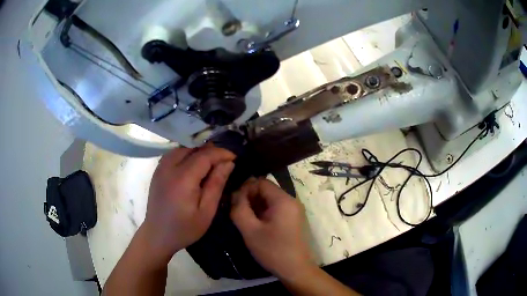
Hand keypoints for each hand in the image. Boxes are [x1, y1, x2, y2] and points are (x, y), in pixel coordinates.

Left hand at [142, 146, 234, 265]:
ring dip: (198, 151)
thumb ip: (216, 184)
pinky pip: (174, 154)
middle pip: (193, 148)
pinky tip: (193, 165)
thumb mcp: (206, 211)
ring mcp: (160, 167)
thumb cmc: (185, 228)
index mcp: (183, 178)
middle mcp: (169, 167)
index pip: (205, 155)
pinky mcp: (157, 171)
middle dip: (211, 150)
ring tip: (211, 162)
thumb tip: (228, 163)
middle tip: (225, 161)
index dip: (221, 153)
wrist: (158, 235)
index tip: (235, 157)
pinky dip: (187, 154)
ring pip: (183, 148)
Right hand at [230, 178, 315, 279]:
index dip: (245, 189)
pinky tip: (255, 225)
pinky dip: (263, 213)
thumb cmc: (273, 250)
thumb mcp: (250, 230)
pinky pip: (276, 209)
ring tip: (244, 219)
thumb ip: (239, 209)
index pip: (261, 182)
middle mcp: (291, 201)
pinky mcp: (293, 220)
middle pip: (266, 190)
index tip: (234, 202)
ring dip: (255, 206)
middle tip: (236, 211)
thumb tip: (235, 194)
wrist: (295, 269)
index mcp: (283, 200)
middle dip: (250, 198)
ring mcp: (294, 211)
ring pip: (270, 200)